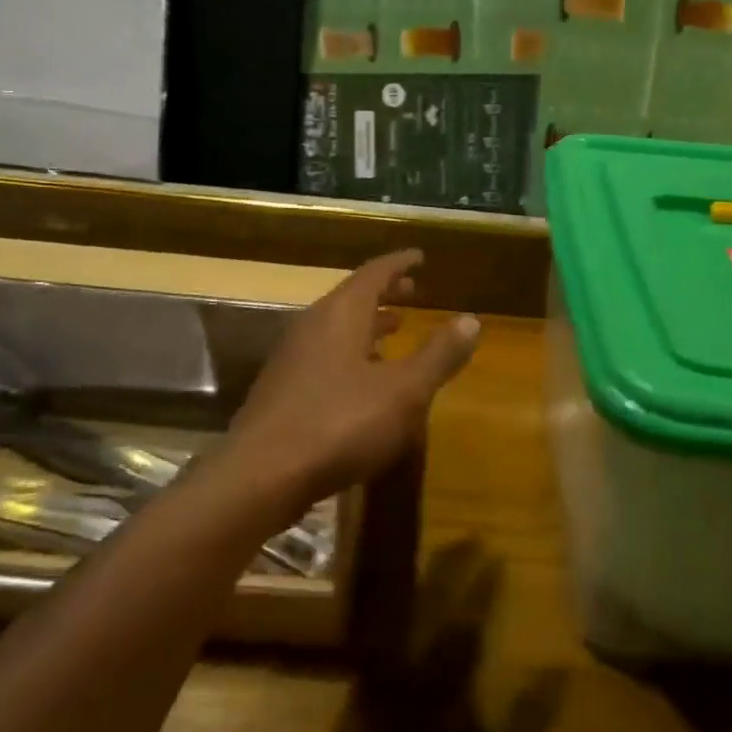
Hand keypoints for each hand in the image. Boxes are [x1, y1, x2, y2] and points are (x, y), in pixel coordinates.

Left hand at [229, 250, 480, 511]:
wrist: (261, 475)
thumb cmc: (340, 423)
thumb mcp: (404, 390)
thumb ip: (438, 355)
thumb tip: (470, 320)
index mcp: (341, 315)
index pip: (373, 273)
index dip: (399, 263)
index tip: (419, 256)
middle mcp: (312, 326)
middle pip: (352, 298)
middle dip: (385, 293)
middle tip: (412, 290)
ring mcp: (292, 359)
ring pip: (336, 329)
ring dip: (368, 325)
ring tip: (394, 329)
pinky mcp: (282, 391)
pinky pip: (324, 356)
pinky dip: (351, 354)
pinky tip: (364, 380)